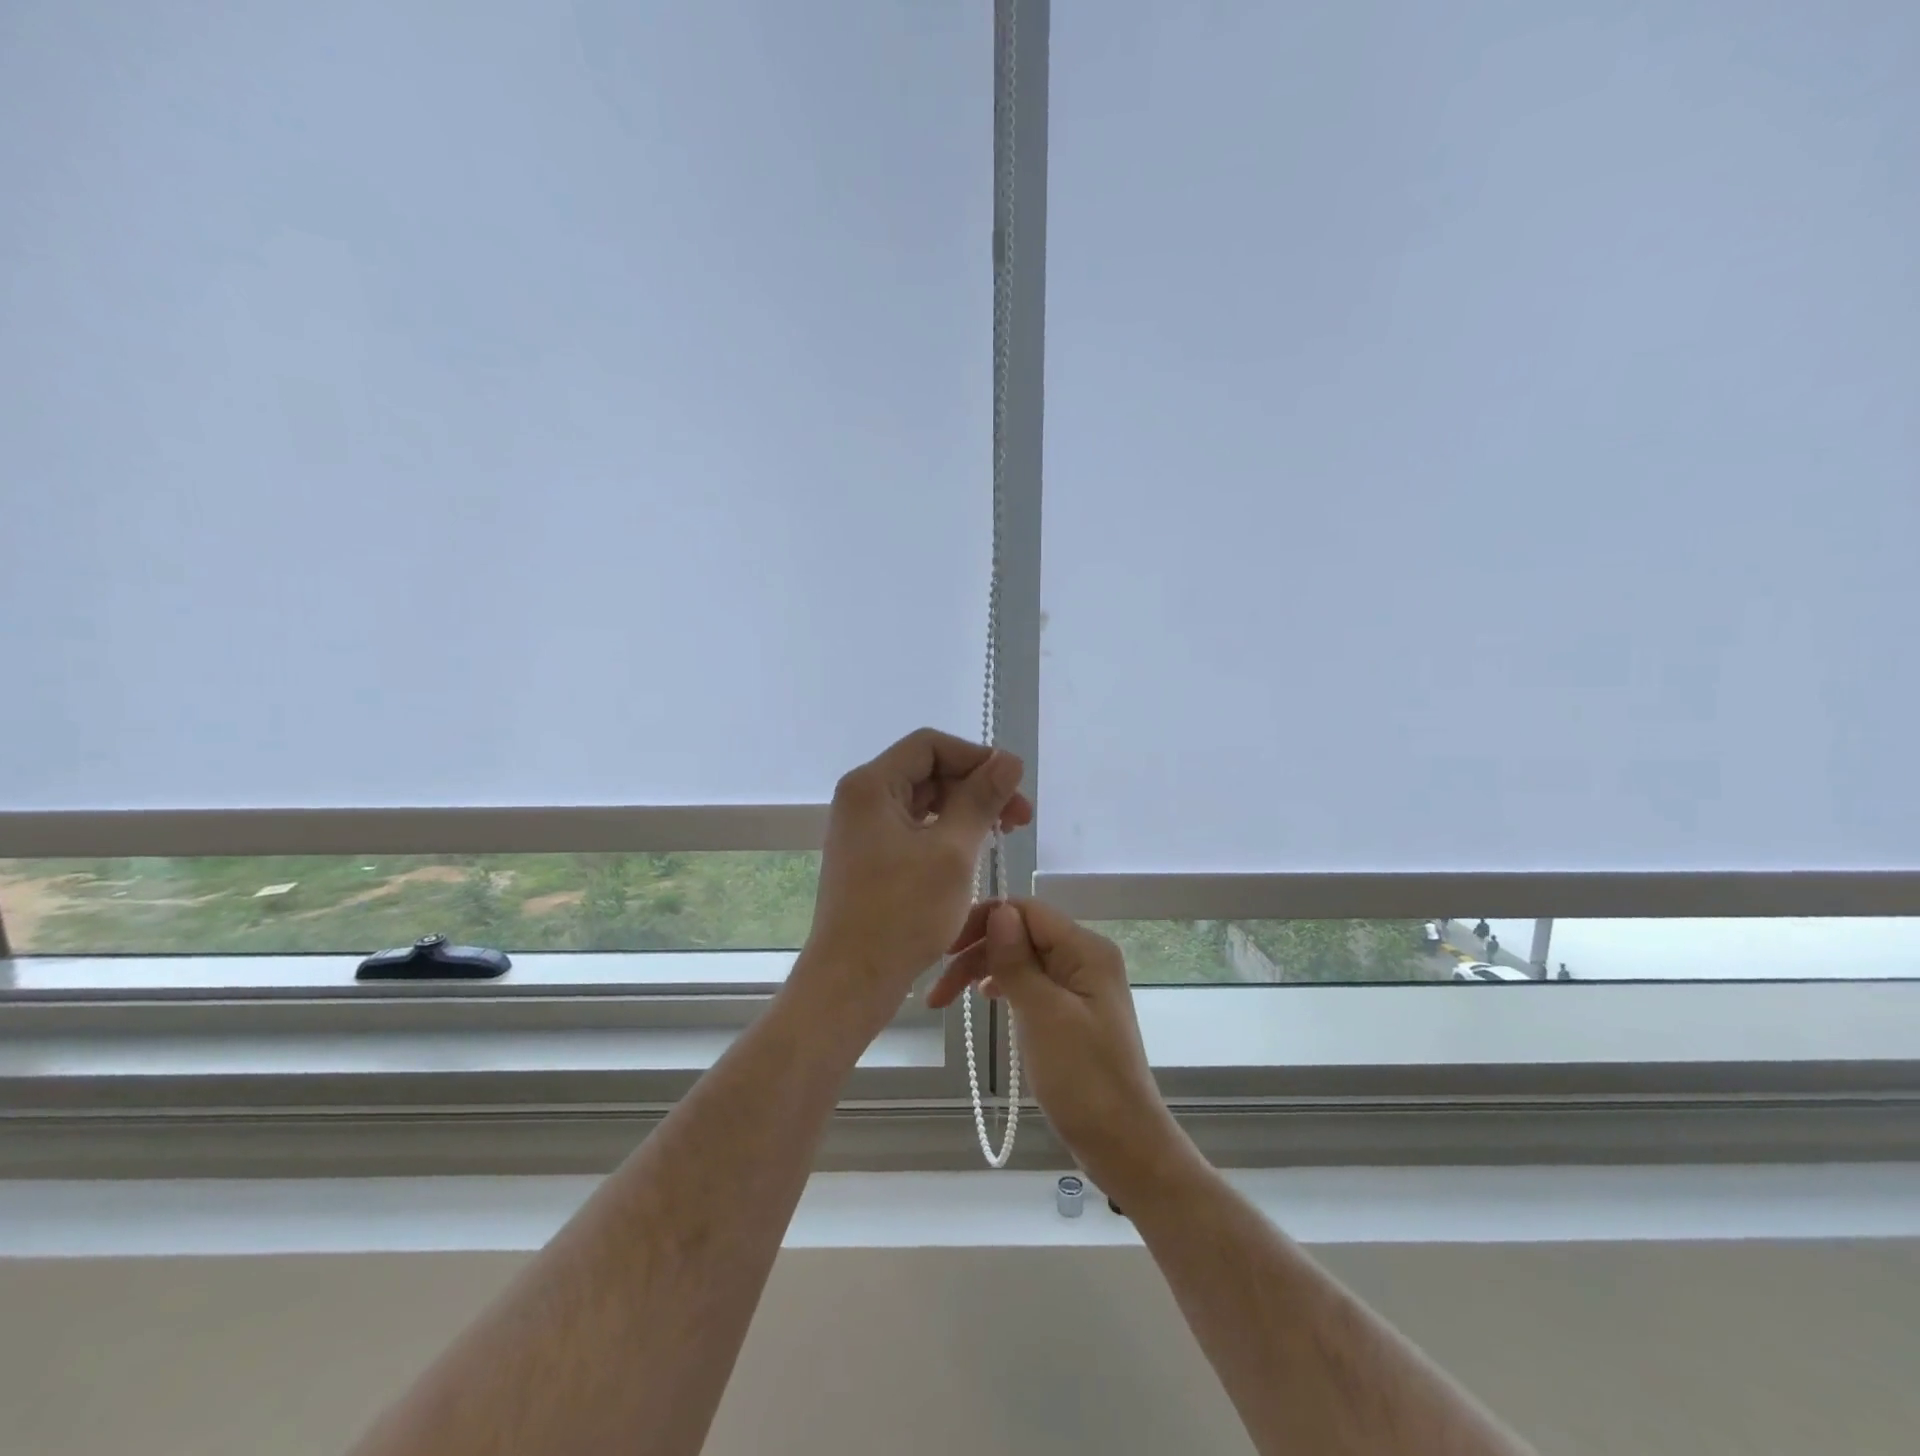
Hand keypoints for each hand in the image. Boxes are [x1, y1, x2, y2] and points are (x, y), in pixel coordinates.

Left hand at [800, 729, 1031, 1027]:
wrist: (851, 981)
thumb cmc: (902, 913)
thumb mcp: (953, 852)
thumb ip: (981, 799)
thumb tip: (1009, 759)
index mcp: (871, 785)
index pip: (930, 745)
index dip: (976, 758)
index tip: (1013, 787)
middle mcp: (862, 798)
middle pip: (928, 771)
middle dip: (976, 788)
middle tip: (1018, 819)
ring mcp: (863, 829)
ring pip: (924, 801)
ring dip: (965, 811)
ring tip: (1002, 835)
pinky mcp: (870, 856)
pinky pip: (914, 828)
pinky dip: (946, 833)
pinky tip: (973, 853)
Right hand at [930, 899, 1197, 1201]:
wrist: (1124, 1145)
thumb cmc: (1084, 1078)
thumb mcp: (1043, 1015)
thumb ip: (1018, 961)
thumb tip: (998, 910)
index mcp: (1086, 949)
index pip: (1026, 911)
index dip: (983, 921)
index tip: (944, 950)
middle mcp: (1085, 957)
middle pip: (1022, 934)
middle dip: (978, 952)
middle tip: (938, 991)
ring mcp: (1080, 984)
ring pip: (1023, 959)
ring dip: (985, 970)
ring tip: (949, 999)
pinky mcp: (1073, 1010)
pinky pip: (1032, 983)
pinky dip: (1005, 986)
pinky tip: (985, 998)